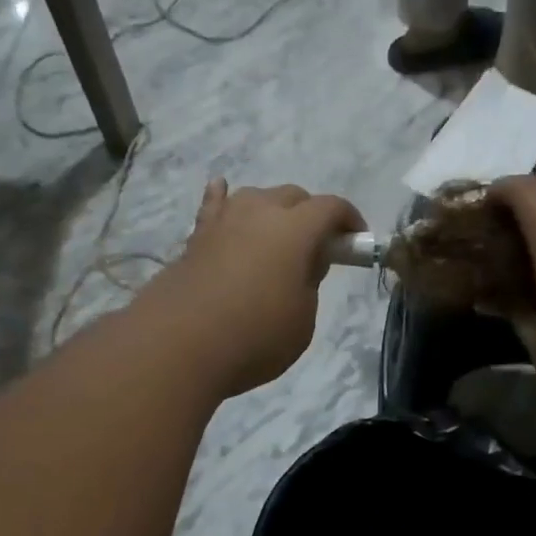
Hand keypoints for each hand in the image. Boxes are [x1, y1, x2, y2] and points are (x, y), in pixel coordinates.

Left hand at [149, 178, 364, 396]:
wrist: (179, 345)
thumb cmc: (255, 337)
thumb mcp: (302, 320)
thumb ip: (309, 284)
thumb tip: (304, 263)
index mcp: (294, 230)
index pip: (330, 208)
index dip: (349, 220)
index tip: (356, 240)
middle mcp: (259, 213)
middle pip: (293, 196)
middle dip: (311, 215)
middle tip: (317, 248)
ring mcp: (223, 221)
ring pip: (255, 197)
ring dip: (272, 209)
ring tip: (276, 233)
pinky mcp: (195, 238)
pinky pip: (213, 207)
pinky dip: (222, 198)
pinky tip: (222, 190)